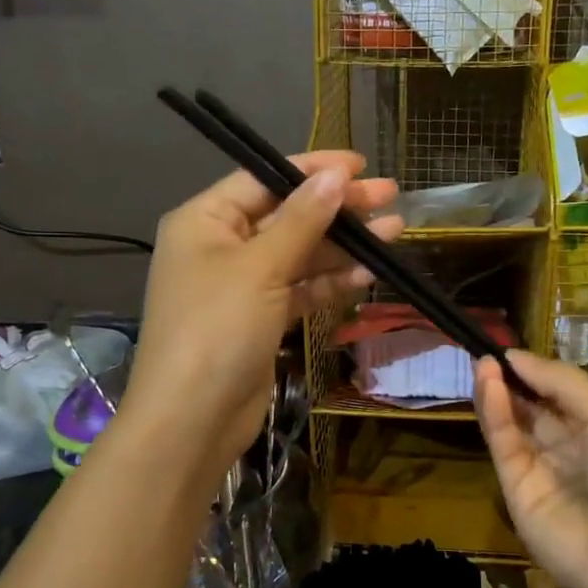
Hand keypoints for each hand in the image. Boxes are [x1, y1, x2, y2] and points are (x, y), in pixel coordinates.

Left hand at [125, 151, 402, 483]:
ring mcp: (242, 285)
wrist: (192, 421)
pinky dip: (331, 281)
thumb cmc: (217, 328)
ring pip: (300, 253)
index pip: (264, 179)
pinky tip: (369, 273)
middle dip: (337, 207)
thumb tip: (336, 176)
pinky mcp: (261, 318)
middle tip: (389, 195)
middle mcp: (221, 246)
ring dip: (343, 245)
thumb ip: (302, 219)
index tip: (360, 165)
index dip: (313, 169)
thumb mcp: (261, 267)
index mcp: (205, 220)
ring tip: (394, 230)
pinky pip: (300, 288)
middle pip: (287, 215)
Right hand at [474, 350, 587, 587]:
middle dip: (511, 380)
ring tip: (482, 362)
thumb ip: (559, 380)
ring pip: (512, 427)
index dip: (535, 371)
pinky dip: (494, 414)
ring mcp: (543, 475)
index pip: (559, 396)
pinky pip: (505, 448)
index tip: (510, 346)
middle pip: (531, 410)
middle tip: (485, 350)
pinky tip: (489, 384)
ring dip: (497, 392)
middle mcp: (571, 452)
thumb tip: (514, 355)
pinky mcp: (518, 496)